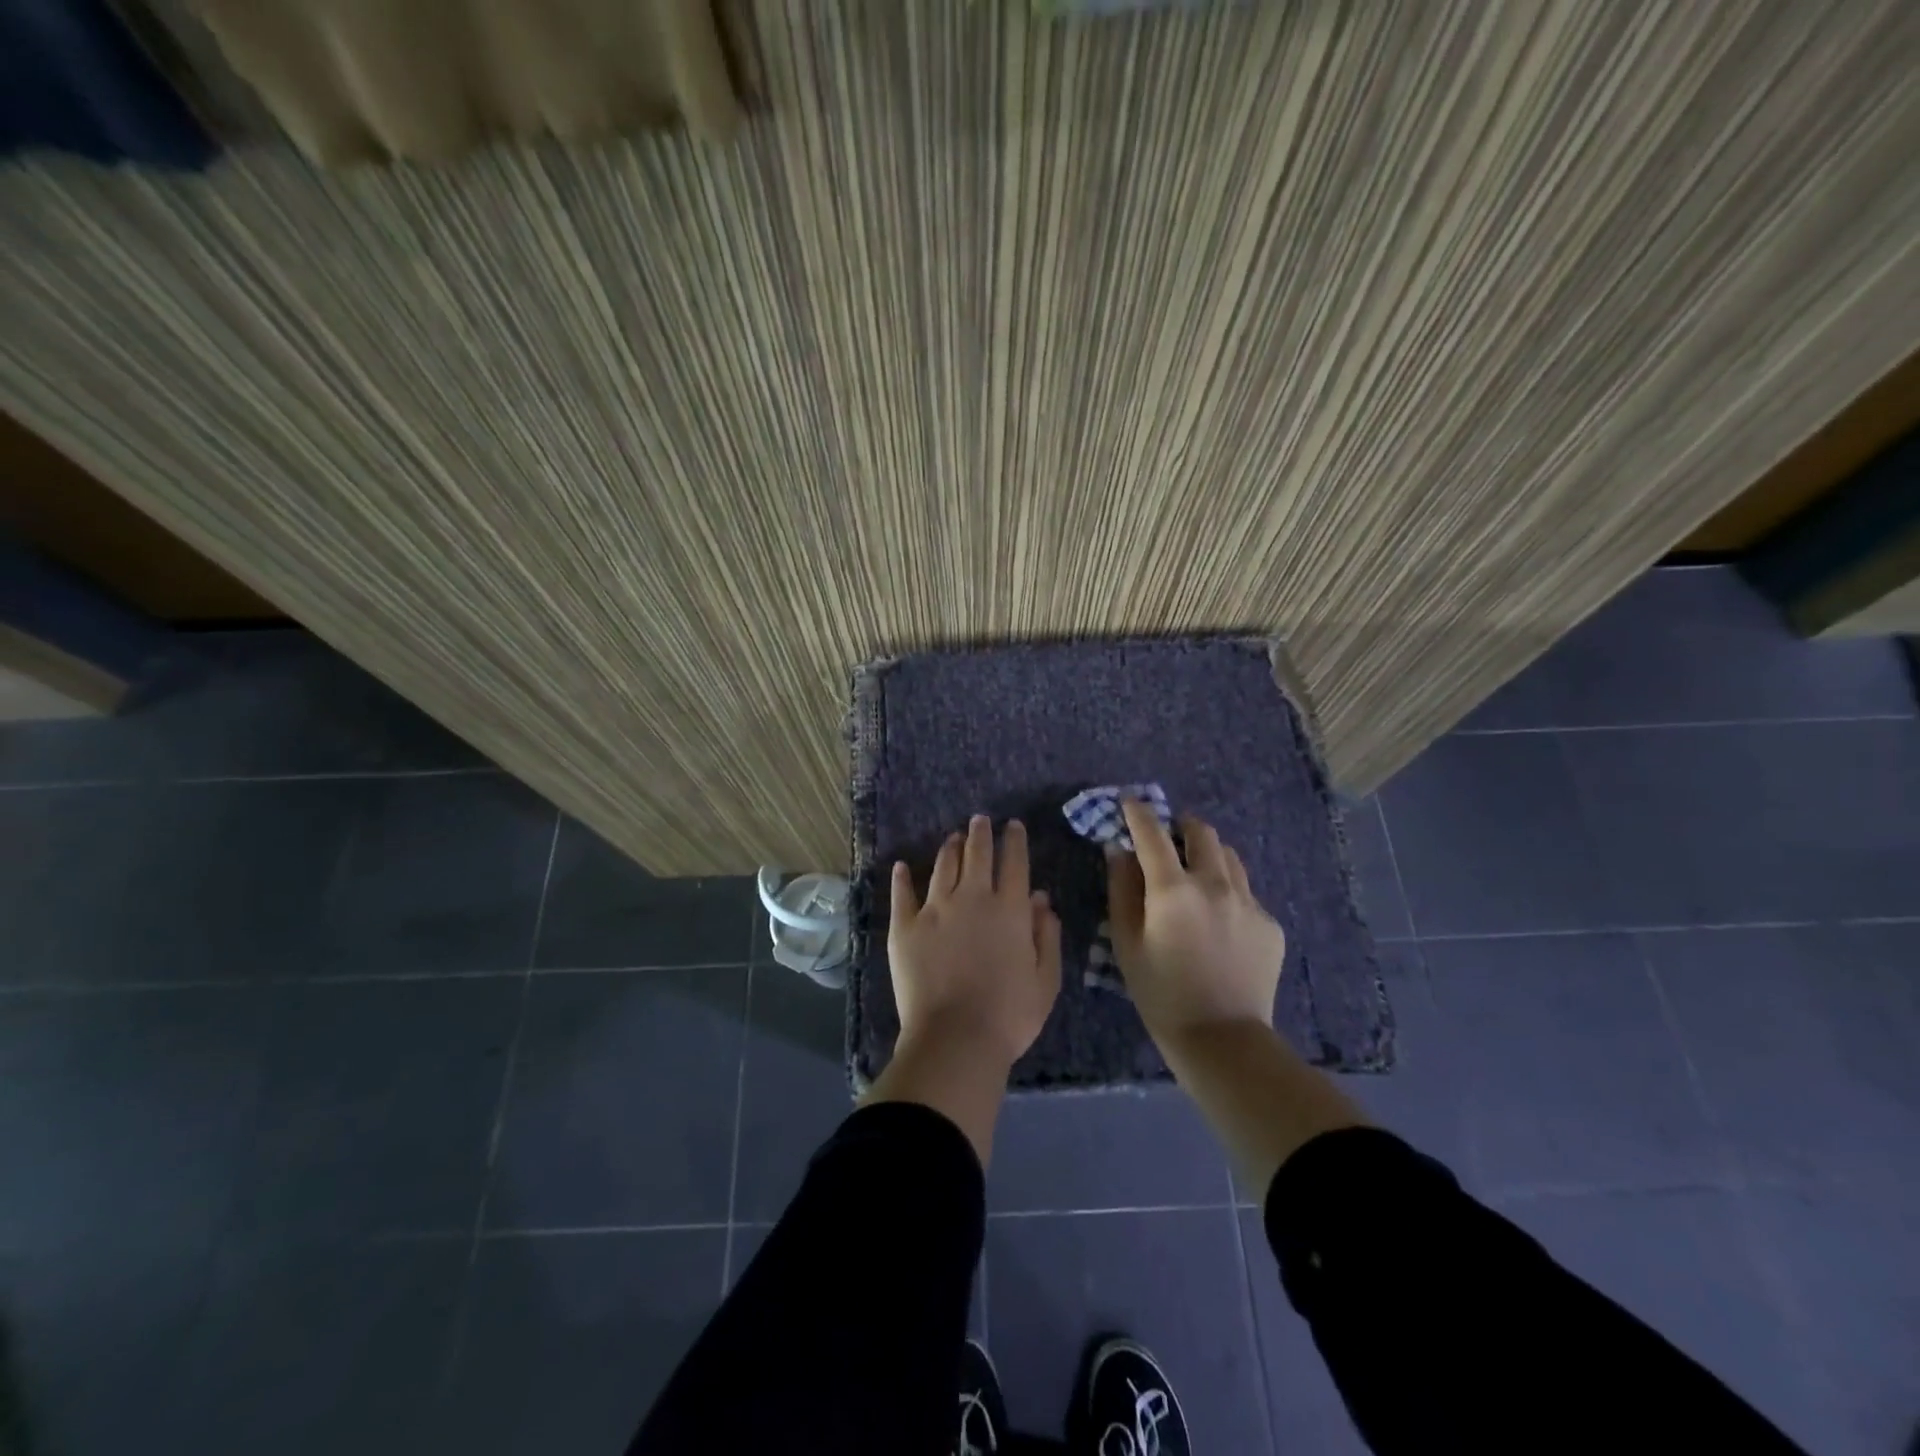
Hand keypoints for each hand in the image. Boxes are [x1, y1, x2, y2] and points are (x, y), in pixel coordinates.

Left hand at [889, 815, 1062, 1071]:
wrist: (956, 1037)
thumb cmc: (1010, 1014)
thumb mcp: (1046, 979)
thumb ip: (1047, 935)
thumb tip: (1041, 898)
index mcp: (1010, 909)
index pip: (1014, 862)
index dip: (1014, 840)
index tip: (1013, 825)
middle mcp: (972, 898)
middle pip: (977, 854)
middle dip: (980, 833)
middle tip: (980, 820)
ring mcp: (935, 909)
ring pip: (943, 866)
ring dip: (950, 848)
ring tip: (953, 837)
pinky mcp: (905, 926)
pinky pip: (902, 894)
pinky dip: (902, 877)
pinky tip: (903, 866)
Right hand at [1106, 801, 1286, 1051]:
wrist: (1222, 1040)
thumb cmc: (1161, 993)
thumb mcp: (1127, 943)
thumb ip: (1122, 890)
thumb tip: (1120, 851)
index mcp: (1174, 890)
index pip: (1152, 834)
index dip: (1138, 812)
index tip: (1129, 802)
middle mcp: (1215, 885)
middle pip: (1202, 833)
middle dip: (1181, 826)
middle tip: (1169, 838)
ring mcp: (1249, 903)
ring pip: (1230, 858)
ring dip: (1208, 854)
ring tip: (1196, 874)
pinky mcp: (1270, 924)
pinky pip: (1246, 892)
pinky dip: (1227, 891)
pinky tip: (1219, 920)